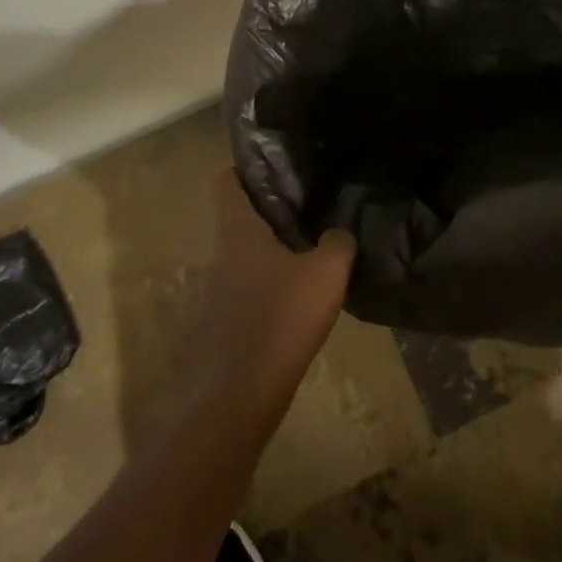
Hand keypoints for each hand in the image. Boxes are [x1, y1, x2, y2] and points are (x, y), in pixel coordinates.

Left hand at [192, 170, 355, 408]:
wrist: (237, 398)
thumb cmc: (278, 320)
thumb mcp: (325, 273)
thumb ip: (338, 244)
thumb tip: (340, 232)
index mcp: (238, 230)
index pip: (226, 181)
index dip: (247, 167)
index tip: (279, 164)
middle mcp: (223, 253)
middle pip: (242, 216)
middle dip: (273, 207)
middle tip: (312, 201)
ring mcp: (222, 290)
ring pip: (249, 252)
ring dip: (276, 246)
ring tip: (316, 243)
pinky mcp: (230, 322)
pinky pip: (254, 286)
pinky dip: (275, 281)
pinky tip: (305, 292)